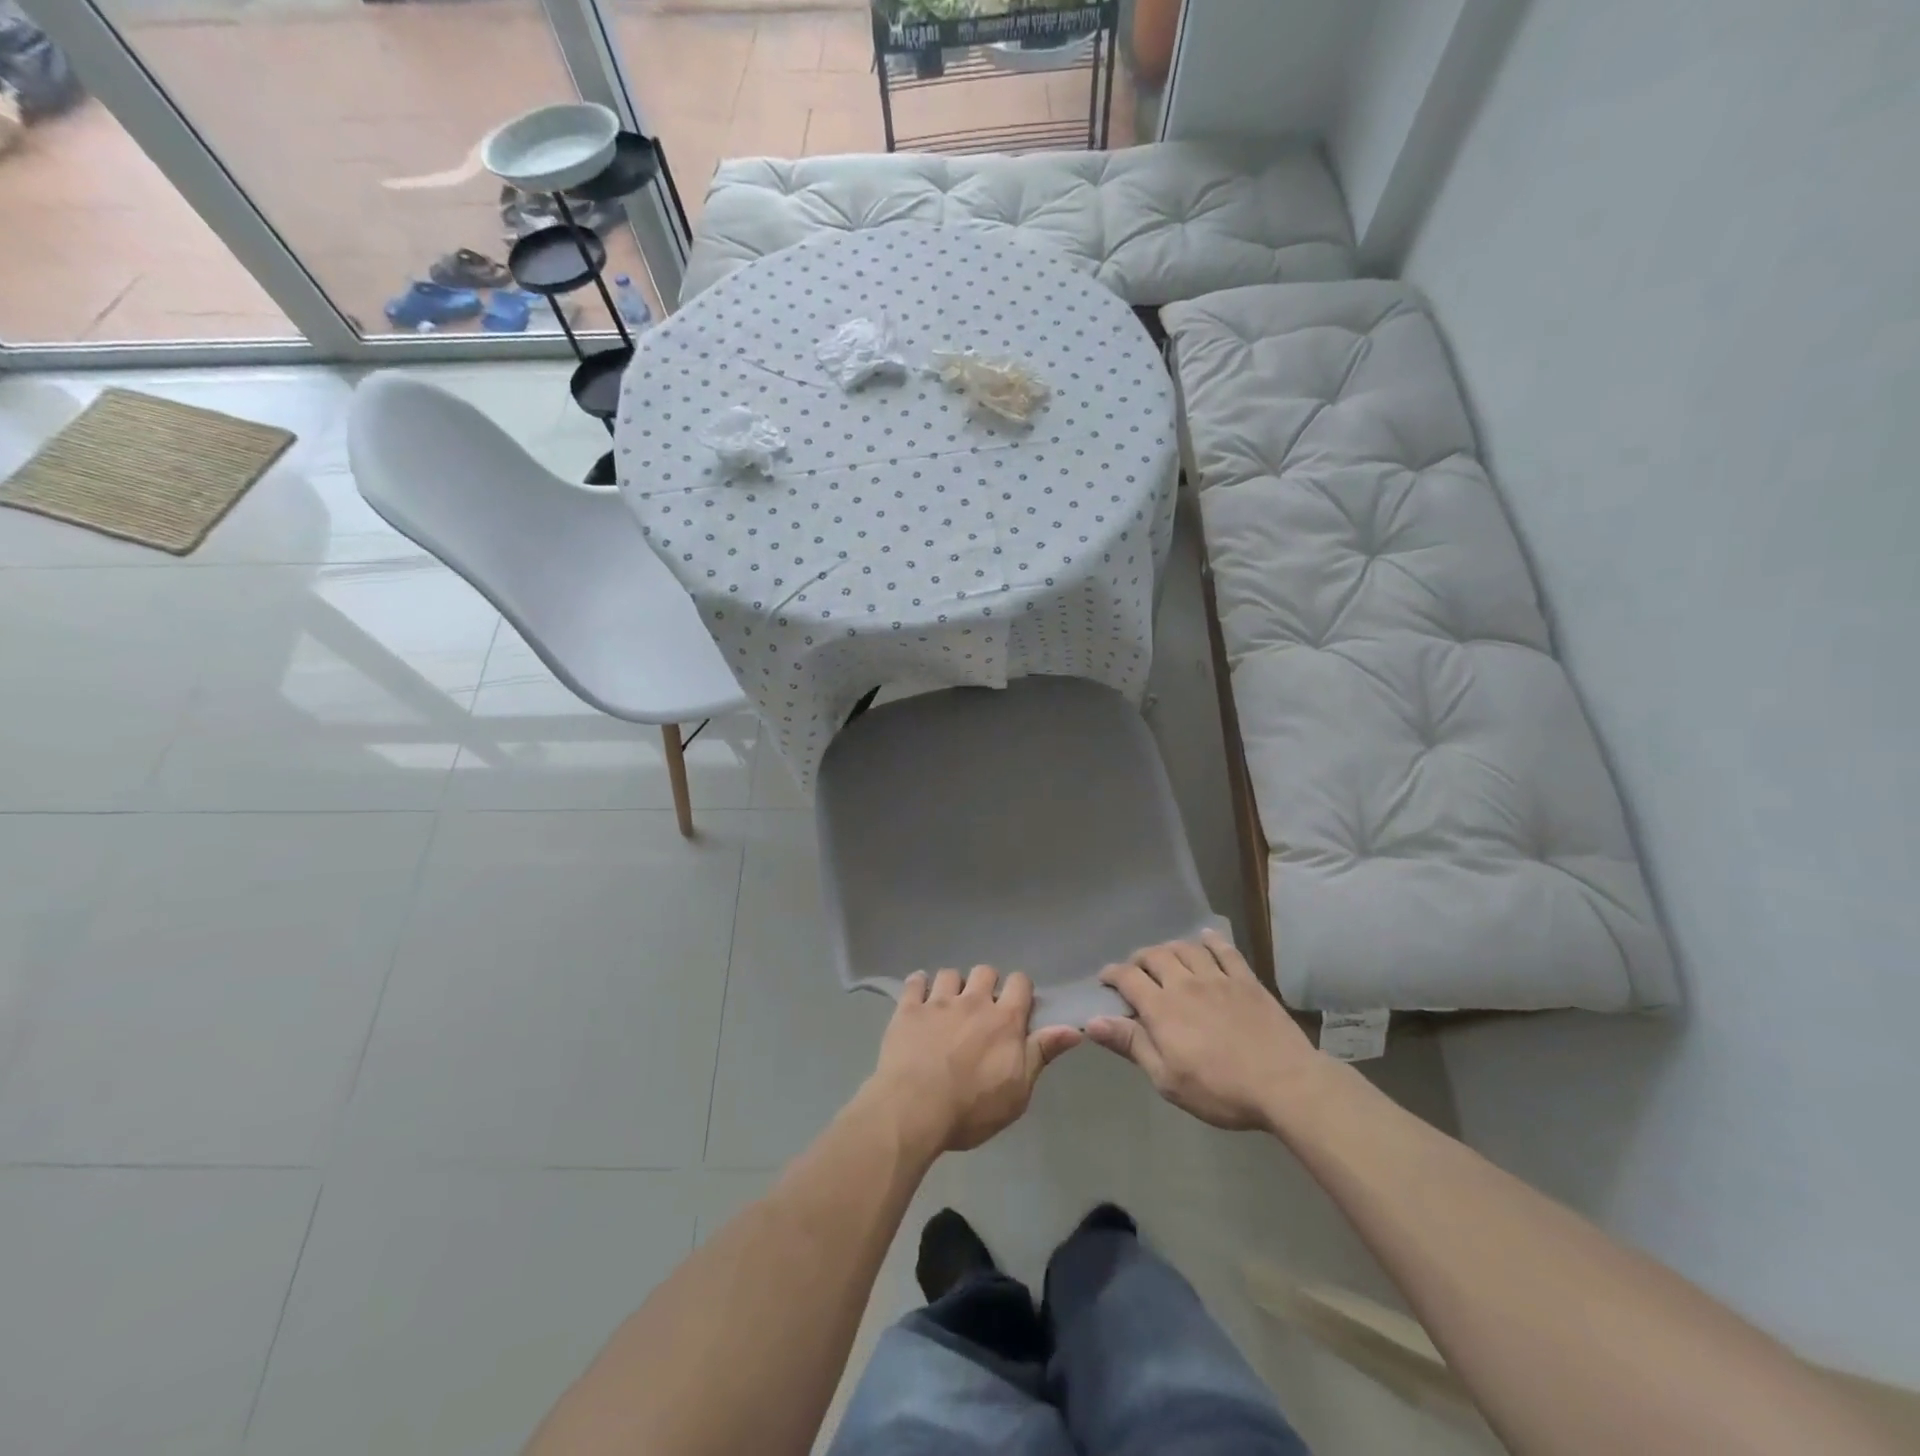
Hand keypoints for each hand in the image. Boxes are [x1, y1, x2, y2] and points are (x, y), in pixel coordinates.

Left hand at [866, 967, 1081, 1154]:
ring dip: (953, 985)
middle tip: (981, 1009)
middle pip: (985, 971)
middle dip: (986, 984)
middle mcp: (973, 1001)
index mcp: (1004, 1020)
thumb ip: (1042, 1053)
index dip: (1020, 990)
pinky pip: (915, 982)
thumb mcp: (1018, 1091)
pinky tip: (918, 995)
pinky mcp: (908, 1009)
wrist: (914, 1109)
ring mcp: (938, 1002)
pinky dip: (918, 984)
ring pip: (950, 973)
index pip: (1020, 982)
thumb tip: (1074, 1029)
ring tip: (948, 1004)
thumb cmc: (972, 1108)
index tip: (1017, 1007)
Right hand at [1086, 929, 1321, 1130]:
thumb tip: (1092, 1021)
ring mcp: (1218, 978)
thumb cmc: (1220, 1090)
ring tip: (1166, 958)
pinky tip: (1205, 938)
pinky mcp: (1246, 980)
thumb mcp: (1167, 1078)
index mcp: (1161, 1008)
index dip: (1111, 974)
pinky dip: (1211, 941)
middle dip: (1139, 959)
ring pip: (1186, 948)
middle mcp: (1185, 983)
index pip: (1127, 978)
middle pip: (1155, 955)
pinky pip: (1225, 950)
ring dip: (1170, 948)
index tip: (1105, 980)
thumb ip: (1131, 1044)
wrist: (1285, 1084)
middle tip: (1135, 971)